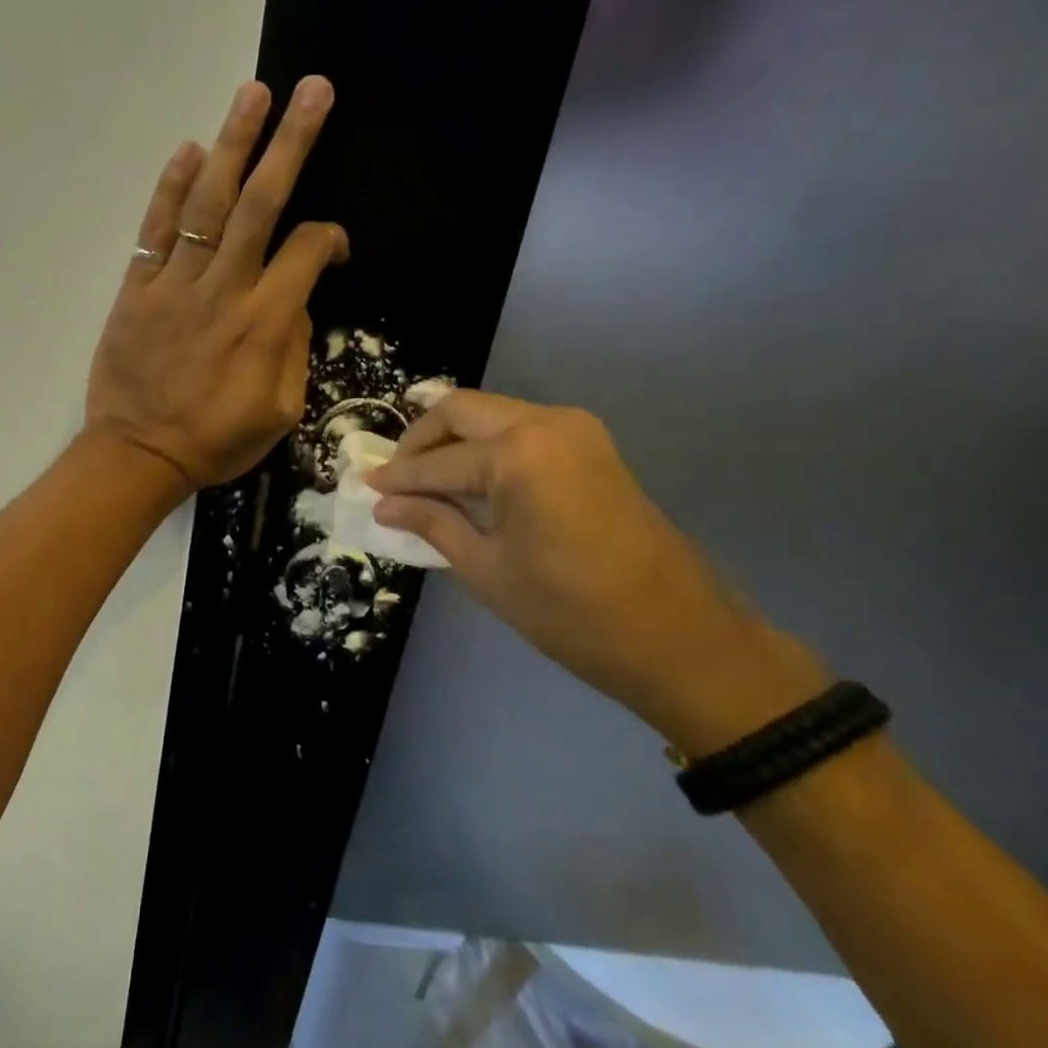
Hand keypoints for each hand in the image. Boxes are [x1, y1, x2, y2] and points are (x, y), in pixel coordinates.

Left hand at [86, 78, 348, 490]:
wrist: (138, 455)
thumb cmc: (215, 441)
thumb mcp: (280, 412)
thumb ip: (294, 350)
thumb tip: (295, 302)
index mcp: (265, 323)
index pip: (307, 252)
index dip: (330, 239)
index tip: (334, 245)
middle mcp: (224, 290)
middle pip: (261, 204)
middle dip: (291, 143)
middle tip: (312, 90)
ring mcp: (175, 285)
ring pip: (208, 204)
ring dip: (232, 145)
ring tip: (253, 94)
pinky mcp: (137, 290)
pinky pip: (155, 231)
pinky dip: (170, 189)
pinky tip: (188, 149)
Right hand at [369, 390, 829, 752]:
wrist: (682, 638)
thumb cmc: (572, 613)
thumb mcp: (488, 571)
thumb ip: (433, 524)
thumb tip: (385, 505)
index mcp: (517, 455)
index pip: (436, 461)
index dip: (396, 478)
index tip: (366, 488)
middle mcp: (546, 424)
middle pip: (461, 409)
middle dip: (420, 439)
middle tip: (395, 476)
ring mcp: (576, 430)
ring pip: (493, 412)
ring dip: (454, 438)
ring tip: (427, 478)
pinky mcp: (593, 446)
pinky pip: (522, 428)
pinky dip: (487, 444)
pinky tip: (471, 477)